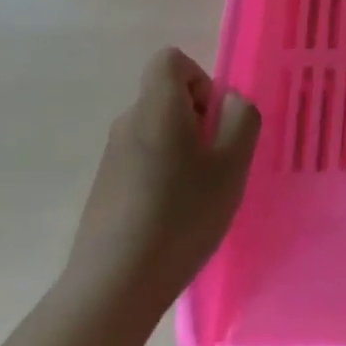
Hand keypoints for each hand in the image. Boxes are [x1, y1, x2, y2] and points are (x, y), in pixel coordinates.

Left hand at [65, 48, 259, 332]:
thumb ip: (241, 118)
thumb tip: (230, 102)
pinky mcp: (104, 189)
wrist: (114, 286)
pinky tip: (173, 218)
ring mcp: (112, 157)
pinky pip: (142, 161)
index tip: (215, 119)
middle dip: (198, 120)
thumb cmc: (182, 215)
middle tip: (218, 162)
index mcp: (157, 107)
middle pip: (167, 97)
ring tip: (199, 195)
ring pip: (157, 132)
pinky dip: (163, 175)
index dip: (200, 79)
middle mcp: (128, 122)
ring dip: (182, 150)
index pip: (171, 60)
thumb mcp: (233, 164)